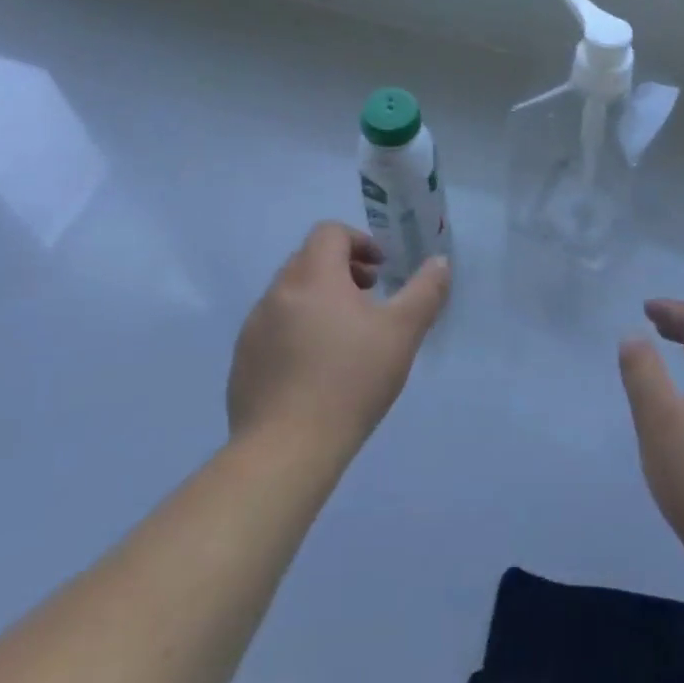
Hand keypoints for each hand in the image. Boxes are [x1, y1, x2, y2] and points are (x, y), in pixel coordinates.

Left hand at [228, 222, 450, 455]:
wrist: (286, 449)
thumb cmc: (350, 381)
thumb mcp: (402, 333)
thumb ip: (425, 291)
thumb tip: (440, 262)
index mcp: (313, 276)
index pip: (329, 233)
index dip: (359, 241)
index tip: (380, 270)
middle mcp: (277, 292)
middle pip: (309, 260)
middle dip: (341, 270)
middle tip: (369, 299)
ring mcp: (254, 327)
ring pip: (290, 295)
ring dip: (319, 300)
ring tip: (344, 337)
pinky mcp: (243, 361)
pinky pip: (273, 329)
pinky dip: (296, 331)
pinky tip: (315, 370)